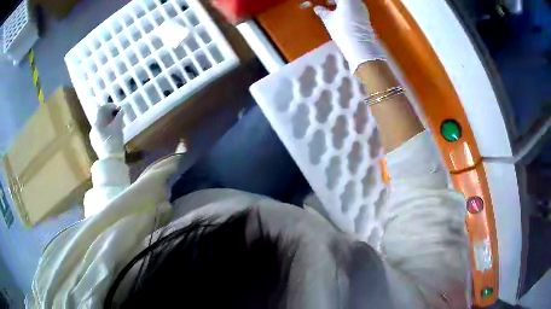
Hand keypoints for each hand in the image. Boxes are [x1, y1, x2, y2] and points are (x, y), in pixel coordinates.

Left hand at [89, 104, 124, 159]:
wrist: (110, 162)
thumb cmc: (113, 142)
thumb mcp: (117, 127)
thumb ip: (118, 117)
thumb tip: (121, 110)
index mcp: (97, 123)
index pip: (102, 109)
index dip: (110, 106)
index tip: (118, 108)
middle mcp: (93, 129)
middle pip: (101, 117)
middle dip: (109, 115)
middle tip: (118, 116)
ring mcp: (94, 138)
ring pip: (101, 126)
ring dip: (108, 122)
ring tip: (117, 125)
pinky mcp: (97, 145)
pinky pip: (101, 133)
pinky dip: (107, 130)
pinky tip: (113, 134)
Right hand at [314, 0, 385, 72]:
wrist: (360, 46)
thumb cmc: (342, 30)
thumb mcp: (328, 19)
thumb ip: (322, 11)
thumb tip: (317, 8)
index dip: (327, 0)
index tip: (321, 3)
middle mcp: (357, 2)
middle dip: (334, 1)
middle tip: (325, 4)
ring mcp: (362, 9)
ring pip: (350, 3)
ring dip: (340, 4)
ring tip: (331, 9)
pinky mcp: (365, 17)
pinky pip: (354, 8)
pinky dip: (346, 9)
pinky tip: (340, 15)